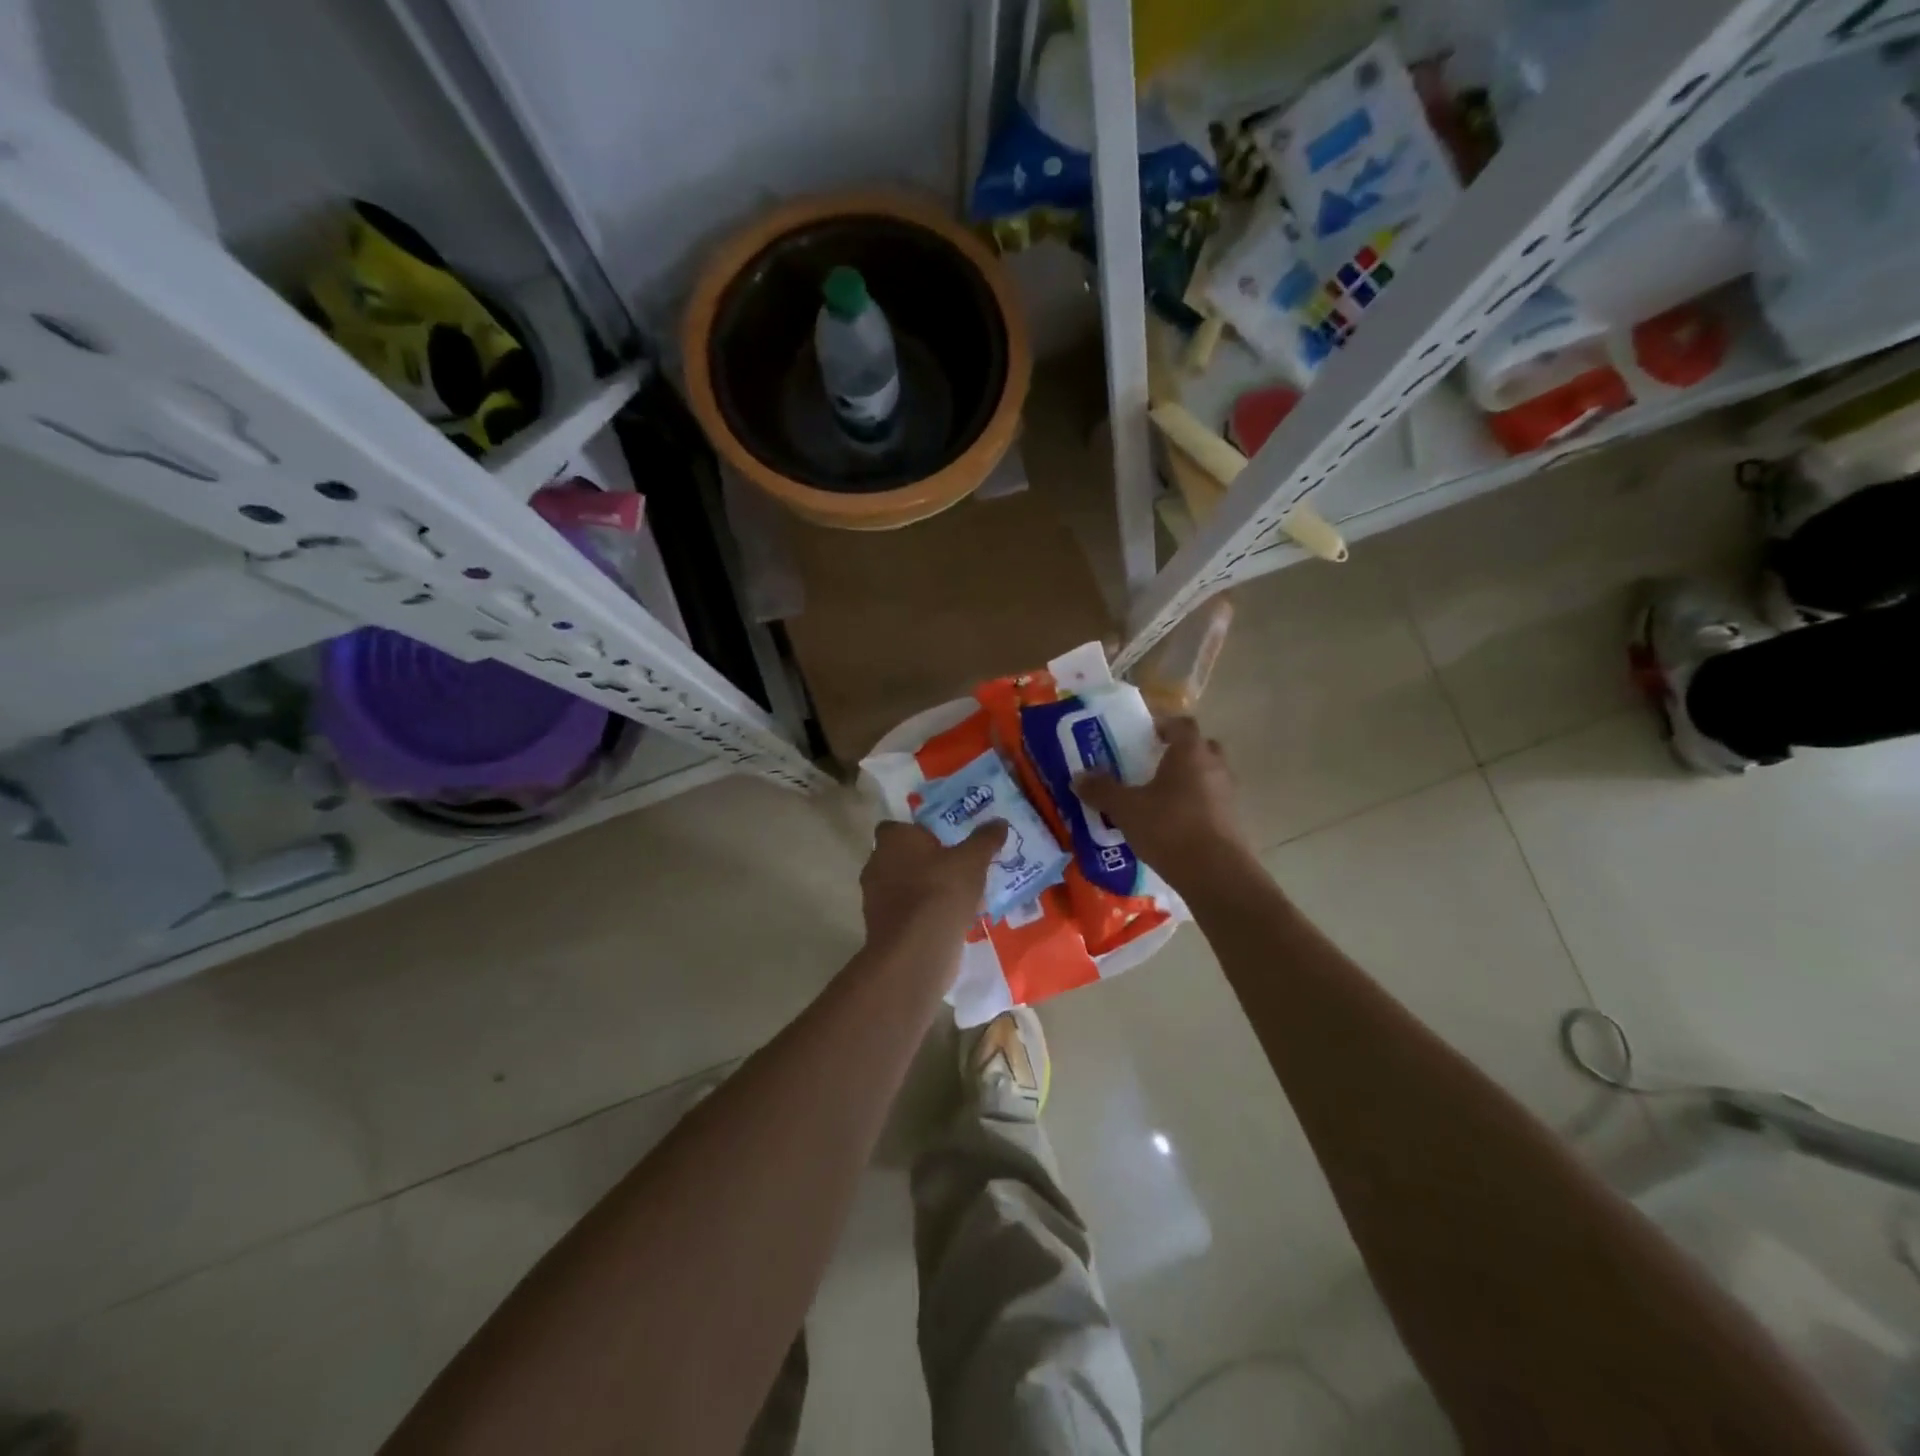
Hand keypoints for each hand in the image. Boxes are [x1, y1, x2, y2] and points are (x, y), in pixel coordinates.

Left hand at [859, 819, 1006, 945]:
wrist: (916, 951)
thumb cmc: (941, 892)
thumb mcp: (973, 861)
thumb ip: (985, 839)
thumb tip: (999, 822)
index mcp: (893, 839)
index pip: (898, 827)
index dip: (919, 833)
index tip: (943, 842)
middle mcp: (877, 864)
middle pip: (901, 857)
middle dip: (925, 863)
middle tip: (956, 868)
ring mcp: (875, 898)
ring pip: (904, 887)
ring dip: (925, 890)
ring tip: (959, 898)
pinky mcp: (881, 927)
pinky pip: (906, 912)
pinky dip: (923, 915)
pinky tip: (950, 922)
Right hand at [1074, 717, 1250, 886]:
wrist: (1213, 872)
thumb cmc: (1168, 827)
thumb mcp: (1125, 808)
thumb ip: (1102, 790)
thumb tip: (1078, 777)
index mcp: (1190, 753)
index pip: (1181, 724)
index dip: (1163, 725)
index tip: (1144, 735)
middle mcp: (1214, 767)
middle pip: (1200, 748)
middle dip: (1178, 753)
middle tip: (1153, 764)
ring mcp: (1227, 794)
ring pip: (1207, 776)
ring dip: (1187, 781)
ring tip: (1158, 797)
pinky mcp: (1231, 821)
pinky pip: (1210, 803)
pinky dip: (1194, 806)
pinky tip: (1171, 824)